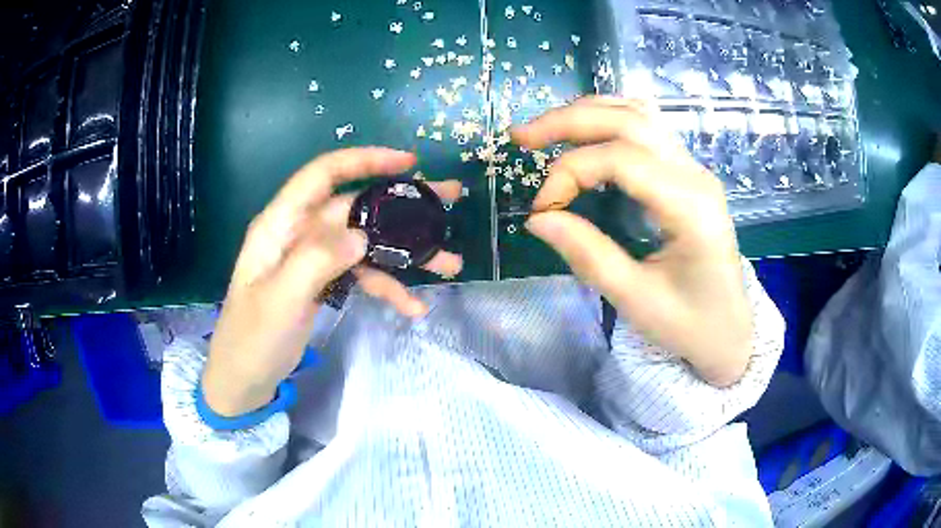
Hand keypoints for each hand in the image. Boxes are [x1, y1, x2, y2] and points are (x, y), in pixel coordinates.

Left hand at [203, 148, 463, 415]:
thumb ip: (316, 261)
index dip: (364, 161)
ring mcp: (314, 259)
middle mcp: (300, 233)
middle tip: (449, 200)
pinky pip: (361, 275)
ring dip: (405, 253)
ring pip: (366, 243)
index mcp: (281, 225)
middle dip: (403, 206)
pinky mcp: (324, 283)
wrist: (243, 379)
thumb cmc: (252, 338)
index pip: (323, 175)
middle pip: (356, 207)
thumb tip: (362, 235)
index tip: (408, 163)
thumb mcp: (280, 301)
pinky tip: (413, 306)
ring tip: (449, 264)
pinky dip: (387, 287)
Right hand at [513, 97, 751, 386]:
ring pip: (638, 114)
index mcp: (690, 206)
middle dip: (569, 121)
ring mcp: (694, 169)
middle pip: (628, 120)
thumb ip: (588, 255)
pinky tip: (585, 134)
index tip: (542, 208)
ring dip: (588, 114)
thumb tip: (538, 218)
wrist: (730, 332)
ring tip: (546, 130)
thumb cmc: (690, 325)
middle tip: (522, 137)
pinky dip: (608, 121)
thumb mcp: (637, 301)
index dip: (570, 172)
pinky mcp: (687, 174)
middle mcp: (695, 174)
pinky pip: (647, 128)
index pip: (621, 159)